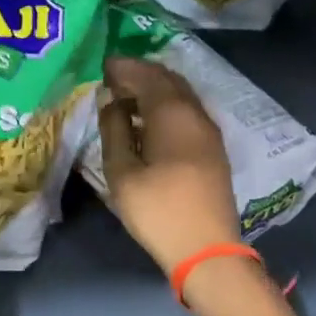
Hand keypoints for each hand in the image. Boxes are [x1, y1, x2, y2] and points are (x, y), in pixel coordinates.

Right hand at [97, 57, 241, 276]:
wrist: (207, 250)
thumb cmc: (158, 210)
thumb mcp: (122, 172)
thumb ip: (114, 130)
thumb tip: (111, 102)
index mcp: (172, 114)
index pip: (147, 76)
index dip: (124, 67)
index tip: (102, 65)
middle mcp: (196, 114)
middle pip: (169, 80)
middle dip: (141, 73)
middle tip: (113, 78)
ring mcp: (209, 132)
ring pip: (181, 95)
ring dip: (155, 89)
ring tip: (126, 97)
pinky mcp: (213, 149)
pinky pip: (188, 112)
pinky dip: (166, 105)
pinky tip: (148, 121)